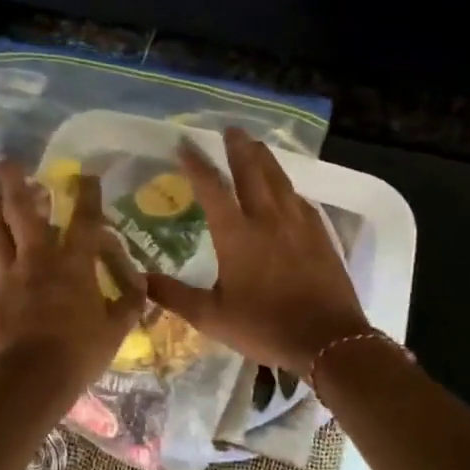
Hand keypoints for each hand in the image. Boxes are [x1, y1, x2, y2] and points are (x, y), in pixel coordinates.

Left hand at [0, 161, 145, 395]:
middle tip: (5, 161)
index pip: (85, 221)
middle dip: (14, 184)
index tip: (86, 174)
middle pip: (23, 213)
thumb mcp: (117, 329)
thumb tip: (140, 284)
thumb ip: (128, 302)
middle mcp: (37, 261)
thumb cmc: (81, 353)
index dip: (88, 195)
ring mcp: (6, 280)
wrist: (35, 379)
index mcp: (73, 264)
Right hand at [146, 128, 369, 374]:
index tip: (184, 144)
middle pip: (252, 172)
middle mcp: (268, 219)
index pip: (212, 188)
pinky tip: (288, 190)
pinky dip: (288, 188)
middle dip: (238, 148)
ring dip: (265, 159)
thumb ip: (175, 296)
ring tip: (256, 144)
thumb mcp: (212, 317)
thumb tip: (140, 279)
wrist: (328, 341)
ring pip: (280, 180)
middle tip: (230, 129)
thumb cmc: (265, 327)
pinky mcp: (321, 235)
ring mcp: (298, 224)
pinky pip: (300, 200)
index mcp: (237, 235)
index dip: (196, 164)